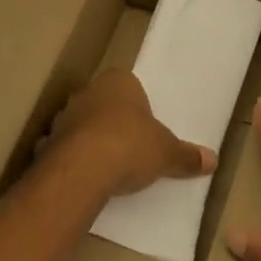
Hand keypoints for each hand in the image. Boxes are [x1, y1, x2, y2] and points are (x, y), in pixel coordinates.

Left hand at [44, 68, 215, 197]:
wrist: (82, 170)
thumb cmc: (130, 146)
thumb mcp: (166, 153)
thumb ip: (186, 156)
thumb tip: (213, 160)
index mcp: (119, 81)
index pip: (130, 85)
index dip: (138, 106)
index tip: (145, 128)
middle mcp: (88, 92)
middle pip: (104, 103)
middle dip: (113, 121)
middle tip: (129, 146)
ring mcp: (64, 116)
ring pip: (81, 124)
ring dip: (90, 139)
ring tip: (106, 166)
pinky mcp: (47, 142)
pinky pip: (63, 148)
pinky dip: (71, 160)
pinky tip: (82, 178)